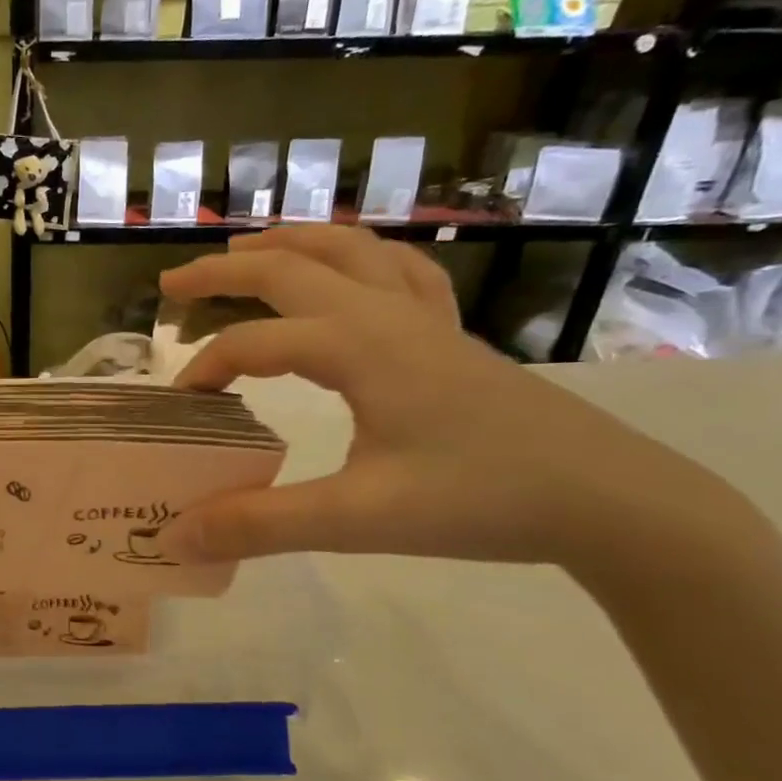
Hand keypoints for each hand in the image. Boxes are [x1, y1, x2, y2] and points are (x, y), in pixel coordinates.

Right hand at [160, 227, 742, 569]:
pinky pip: (398, 270)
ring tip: (244, 253)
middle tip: (171, 286)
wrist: (610, 500)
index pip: (255, 342)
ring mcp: (425, 319)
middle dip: (223, 270)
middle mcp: (386, 314)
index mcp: (359, 346)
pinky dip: (357, 256)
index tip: (178, 409)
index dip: (205, 369)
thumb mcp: (359, 519)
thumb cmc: (482, 501)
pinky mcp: (450, 336)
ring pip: (347, 250)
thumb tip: (177, 534)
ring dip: (287, 246)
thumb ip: (260, 524)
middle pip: (290, 267)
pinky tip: (348, 270)